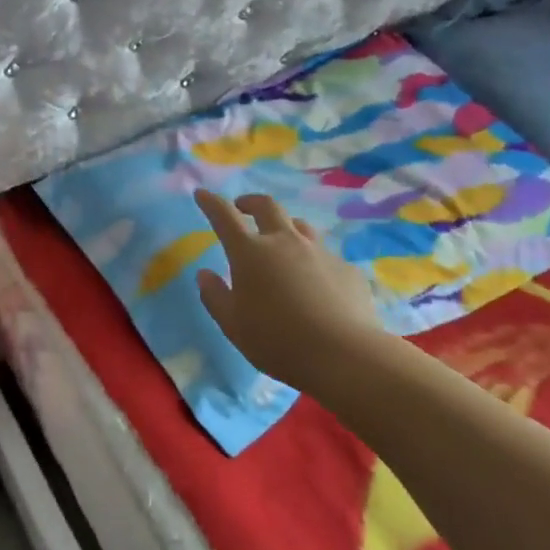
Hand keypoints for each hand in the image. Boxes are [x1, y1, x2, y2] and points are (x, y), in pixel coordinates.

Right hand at [193, 189, 382, 385]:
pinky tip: (317, 284)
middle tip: (243, 207)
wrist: (343, 355)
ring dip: (285, 227)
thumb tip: (205, 275)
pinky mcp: (347, 269)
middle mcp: (285, 242)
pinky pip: (326, 256)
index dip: (211, 203)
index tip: (202, 194)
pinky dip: (314, 261)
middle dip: (251, 202)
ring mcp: (320, 252)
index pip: (224, 217)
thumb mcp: (233, 325)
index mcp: (250, 253)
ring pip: (300, 227)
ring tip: (281, 241)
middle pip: (267, 207)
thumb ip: (215, 296)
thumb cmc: (276, 340)